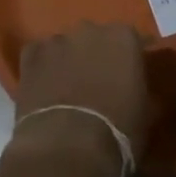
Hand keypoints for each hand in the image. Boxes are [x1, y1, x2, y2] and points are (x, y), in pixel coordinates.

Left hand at [14, 23, 150, 168]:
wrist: (67, 146)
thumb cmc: (117, 131)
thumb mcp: (145, 113)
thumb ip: (141, 90)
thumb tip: (139, 89)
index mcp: (122, 38)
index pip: (131, 39)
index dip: (130, 57)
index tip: (131, 74)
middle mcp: (90, 29)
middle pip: (95, 38)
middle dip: (97, 55)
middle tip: (98, 82)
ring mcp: (57, 39)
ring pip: (65, 45)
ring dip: (68, 60)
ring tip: (68, 88)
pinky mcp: (30, 54)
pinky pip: (39, 55)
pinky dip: (42, 67)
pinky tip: (44, 87)